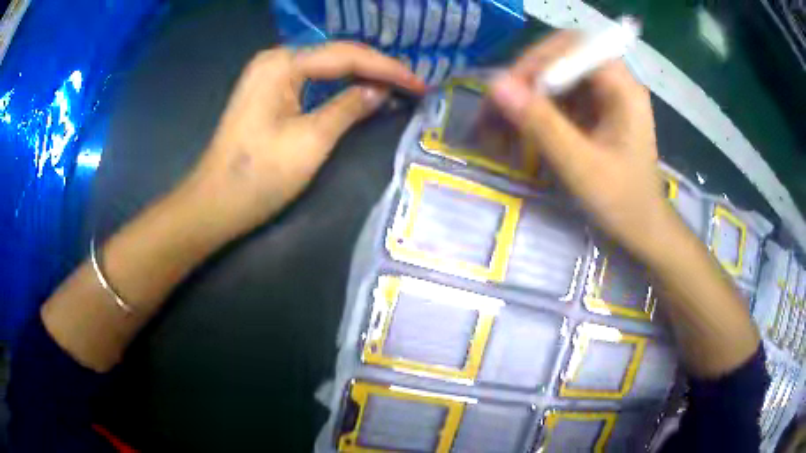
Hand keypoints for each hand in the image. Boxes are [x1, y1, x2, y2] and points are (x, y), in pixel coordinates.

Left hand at [183, 42, 425, 238]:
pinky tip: (360, 91)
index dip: (388, 69)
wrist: (214, 204)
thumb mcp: (311, 140)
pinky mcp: (267, 93)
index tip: (421, 84)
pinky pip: (312, 81)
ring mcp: (268, 75)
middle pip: (337, 56)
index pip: (347, 56)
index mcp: (283, 63)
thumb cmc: (259, 176)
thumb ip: (349, 108)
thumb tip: (381, 91)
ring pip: (326, 67)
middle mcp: (276, 59)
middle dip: (377, 68)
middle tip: (413, 84)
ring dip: (361, 75)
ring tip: (397, 86)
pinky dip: (339, 86)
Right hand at [489, 32, 665, 257]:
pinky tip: (524, 128)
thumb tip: (495, 85)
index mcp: (622, 87)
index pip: (573, 47)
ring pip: (558, 75)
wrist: (644, 229)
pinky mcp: (597, 110)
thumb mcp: (581, 166)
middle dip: (528, 77)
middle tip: (501, 105)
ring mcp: (606, 95)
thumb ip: (541, 123)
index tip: (509, 90)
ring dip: (529, 93)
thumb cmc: (622, 202)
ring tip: (503, 120)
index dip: (537, 61)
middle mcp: (614, 82)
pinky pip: (561, 96)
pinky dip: (538, 108)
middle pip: (562, 57)